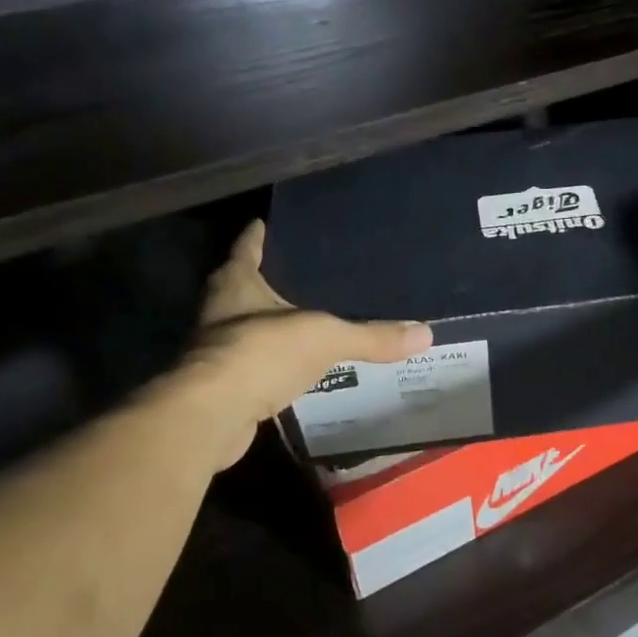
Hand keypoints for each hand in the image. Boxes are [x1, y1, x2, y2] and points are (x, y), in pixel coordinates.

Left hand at [187, 220, 431, 451]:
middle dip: (263, 279)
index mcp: (237, 284)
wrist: (212, 414)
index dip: (256, 235)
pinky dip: (269, 361)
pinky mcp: (221, 385)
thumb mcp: (326, 337)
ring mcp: (216, 350)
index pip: (245, 249)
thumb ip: (372, 336)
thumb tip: (426, 334)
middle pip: (239, 286)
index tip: (263, 222)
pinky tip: (293, 365)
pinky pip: (251, 364)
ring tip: (301, 318)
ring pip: (243, 326)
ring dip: (265, 323)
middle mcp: (219, 311)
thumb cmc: (262, 352)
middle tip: (296, 272)